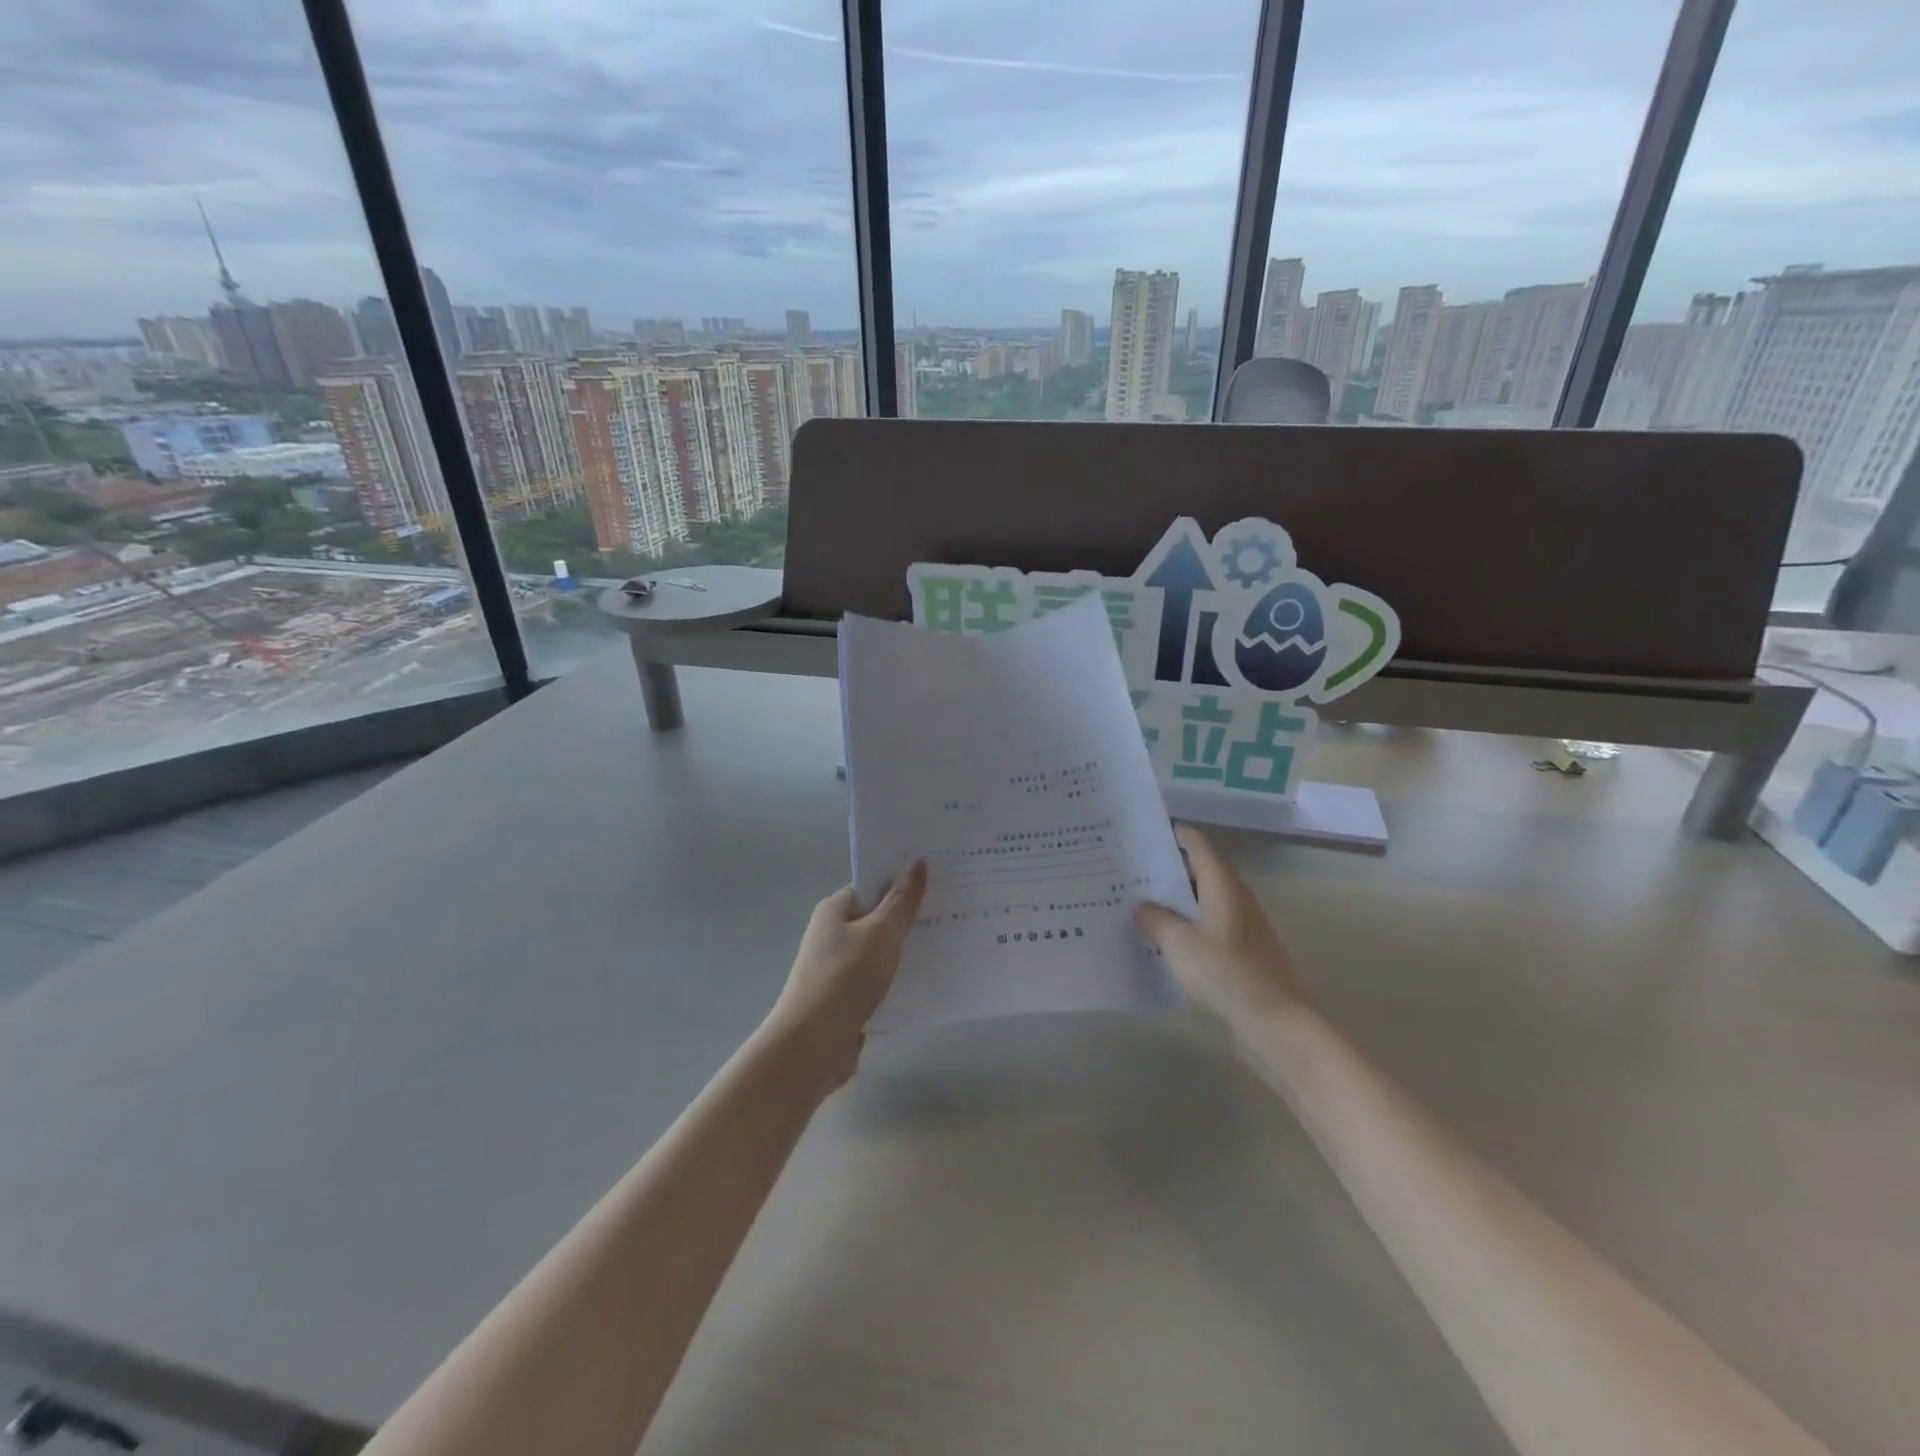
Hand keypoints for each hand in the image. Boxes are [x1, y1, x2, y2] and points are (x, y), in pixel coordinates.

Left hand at [764, 862, 928, 1088]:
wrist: (811, 1046)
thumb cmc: (845, 978)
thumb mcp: (881, 933)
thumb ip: (902, 901)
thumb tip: (917, 861)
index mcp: (834, 909)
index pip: (872, 885)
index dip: (903, 881)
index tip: (939, 880)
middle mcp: (833, 934)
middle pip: (878, 917)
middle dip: (911, 916)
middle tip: (953, 910)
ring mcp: (838, 968)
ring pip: (881, 951)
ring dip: (908, 950)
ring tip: (950, 943)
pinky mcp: (846, 998)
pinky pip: (880, 980)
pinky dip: (900, 979)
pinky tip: (929, 981)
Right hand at [1135, 824, 1309, 1029]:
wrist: (1277, 1023)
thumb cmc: (1227, 973)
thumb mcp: (1179, 943)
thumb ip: (1156, 919)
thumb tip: (1142, 907)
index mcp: (1222, 883)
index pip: (1196, 843)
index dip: (1171, 834)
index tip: (1140, 833)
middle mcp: (1235, 897)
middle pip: (1198, 870)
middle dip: (1166, 868)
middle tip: (1127, 870)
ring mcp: (1241, 926)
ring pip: (1201, 901)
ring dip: (1174, 900)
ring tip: (1136, 903)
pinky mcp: (1242, 953)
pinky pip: (1207, 928)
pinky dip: (1185, 927)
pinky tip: (1161, 941)